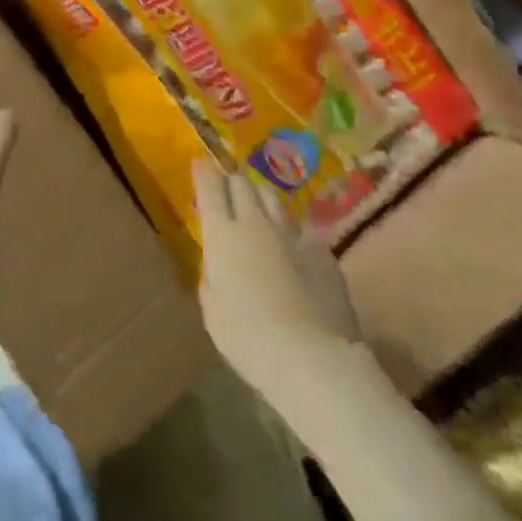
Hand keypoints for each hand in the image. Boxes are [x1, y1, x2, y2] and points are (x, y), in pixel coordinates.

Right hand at [195, 161, 360, 404]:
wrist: (311, 356)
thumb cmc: (246, 337)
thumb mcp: (211, 308)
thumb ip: (211, 274)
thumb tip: (219, 260)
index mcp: (222, 234)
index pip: (210, 187)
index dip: (203, 172)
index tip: (200, 164)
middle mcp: (256, 223)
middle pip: (242, 184)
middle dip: (231, 182)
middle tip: (227, 191)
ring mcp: (292, 233)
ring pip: (273, 199)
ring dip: (261, 201)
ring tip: (258, 212)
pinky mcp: (322, 250)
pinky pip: (301, 229)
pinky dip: (291, 233)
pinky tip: (292, 249)